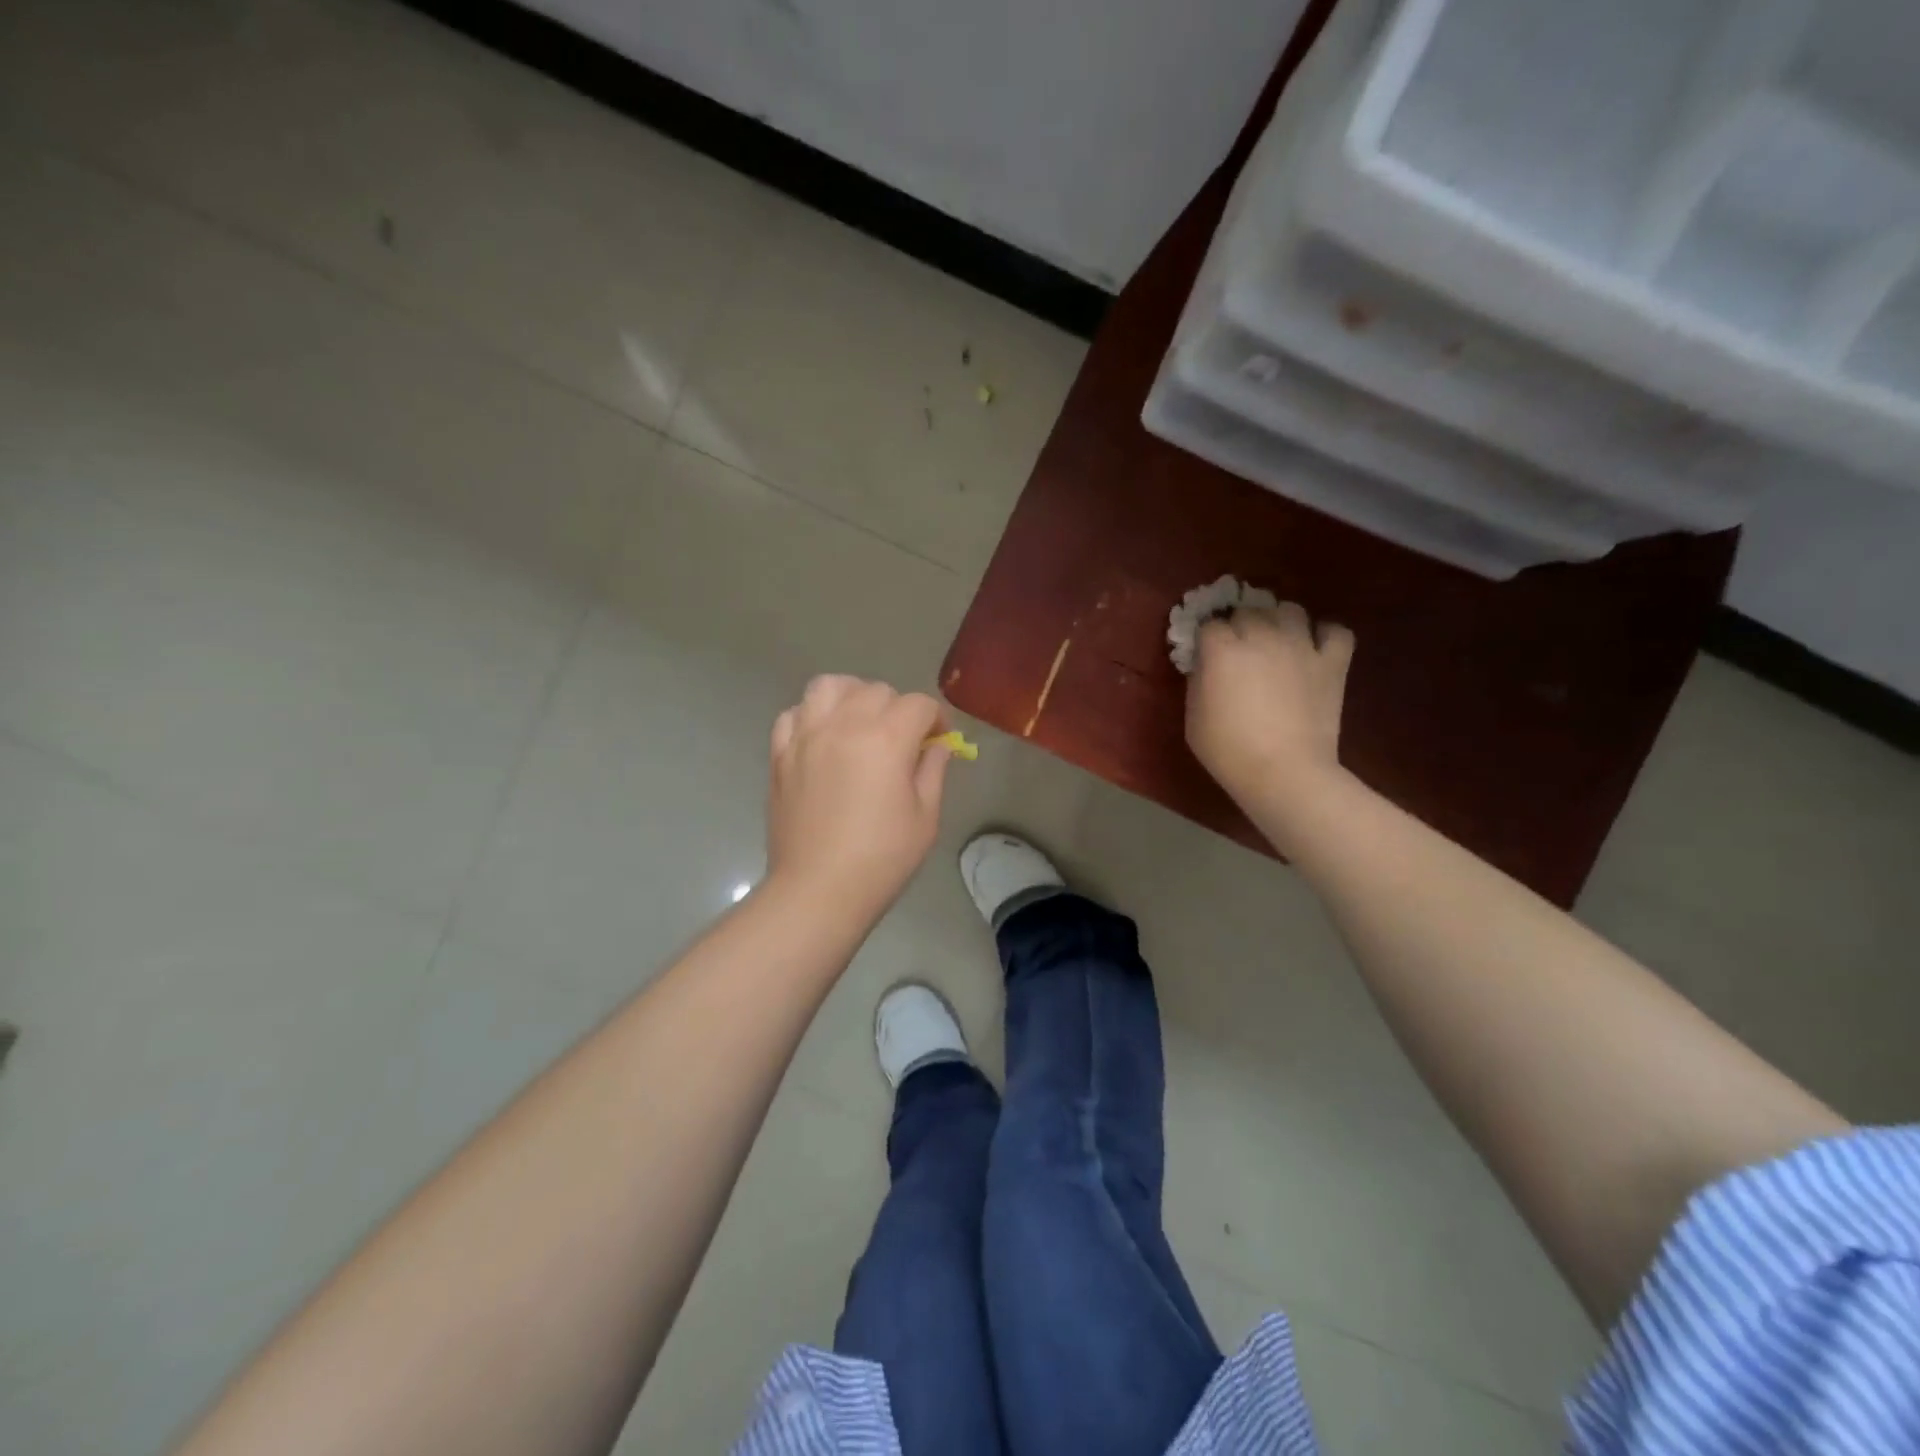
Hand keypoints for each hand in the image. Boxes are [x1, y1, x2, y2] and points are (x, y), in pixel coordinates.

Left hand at [766, 675, 953, 915]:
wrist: (818, 890)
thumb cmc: (881, 859)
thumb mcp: (925, 817)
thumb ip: (932, 771)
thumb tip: (936, 747)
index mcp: (886, 739)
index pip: (918, 704)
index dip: (936, 719)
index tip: (938, 741)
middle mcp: (843, 725)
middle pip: (876, 690)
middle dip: (898, 708)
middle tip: (902, 741)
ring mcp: (806, 736)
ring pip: (829, 686)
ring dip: (851, 696)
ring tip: (859, 723)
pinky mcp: (780, 754)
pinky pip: (794, 713)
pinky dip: (812, 715)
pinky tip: (823, 739)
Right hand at [1186, 603, 1354, 806]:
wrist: (1284, 773)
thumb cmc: (1228, 751)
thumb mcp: (1194, 718)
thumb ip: (1199, 681)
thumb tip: (1206, 665)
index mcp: (1222, 649)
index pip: (1209, 624)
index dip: (1207, 638)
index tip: (1206, 654)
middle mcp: (1261, 636)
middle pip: (1248, 611)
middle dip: (1240, 626)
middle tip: (1239, 650)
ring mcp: (1301, 646)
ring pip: (1289, 610)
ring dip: (1278, 621)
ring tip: (1276, 641)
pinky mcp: (1332, 662)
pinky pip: (1335, 631)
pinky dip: (1324, 635)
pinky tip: (1314, 649)